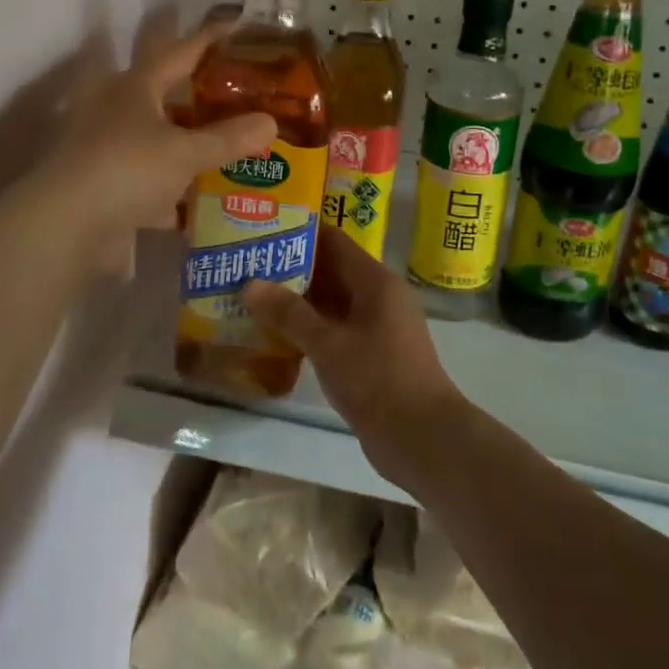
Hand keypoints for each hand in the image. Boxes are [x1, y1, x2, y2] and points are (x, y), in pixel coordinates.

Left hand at [37, 19, 274, 274]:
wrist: (66, 225)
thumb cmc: (126, 169)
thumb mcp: (185, 152)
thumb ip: (228, 138)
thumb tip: (272, 122)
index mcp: (135, 88)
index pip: (180, 52)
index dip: (209, 39)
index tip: (238, 26)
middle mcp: (118, 111)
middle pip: (166, 96)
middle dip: (201, 98)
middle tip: (242, 98)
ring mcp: (110, 149)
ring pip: (160, 140)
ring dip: (190, 145)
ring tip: (232, 150)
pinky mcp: (108, 186)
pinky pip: (152, 182)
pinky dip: (175, 192)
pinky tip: (203, 203)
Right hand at [242, 229, 466, 488]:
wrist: (423, 438)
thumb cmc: (378, 379)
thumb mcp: (328, 344)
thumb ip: (289, 313)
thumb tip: (250, 283)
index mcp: (375, 281)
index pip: (333, 241)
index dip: (298, 232)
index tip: (261, 230)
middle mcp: (378, 296)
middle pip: (331, 270)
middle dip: (291, 268)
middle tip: (246, 264)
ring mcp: (377, 326)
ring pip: (331, 302)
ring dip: (296, 301)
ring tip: (250, 295)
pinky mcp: (372, 354)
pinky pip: (335, 329)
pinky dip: (308, 328)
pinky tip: (274, 335)